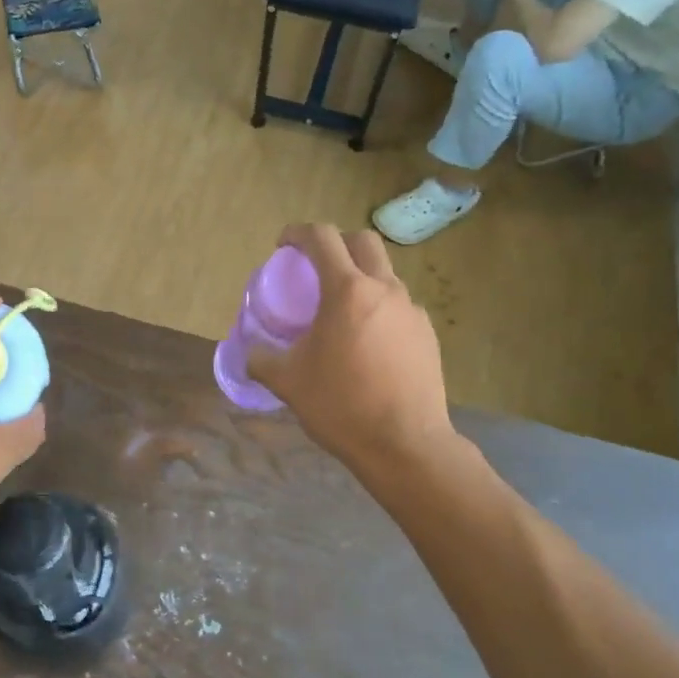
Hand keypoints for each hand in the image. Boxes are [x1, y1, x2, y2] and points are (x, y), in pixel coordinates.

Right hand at [246, 225, 453, 476]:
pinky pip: (399, 307)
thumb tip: (250, 354)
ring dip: (361, 278)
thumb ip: (262, 360)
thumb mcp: (288, 382)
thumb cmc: (341, 406)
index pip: (322, 238)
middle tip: (316, 267)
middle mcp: (385, 290)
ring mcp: (412, 311)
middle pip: (363, 242)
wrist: (405, 444)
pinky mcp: (428, 335)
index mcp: (347, 291)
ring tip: (341, 311)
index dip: (298, 233)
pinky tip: (368, 343)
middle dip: (336, 243)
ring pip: (385, 274)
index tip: (283, 244)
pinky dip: (379, 309)